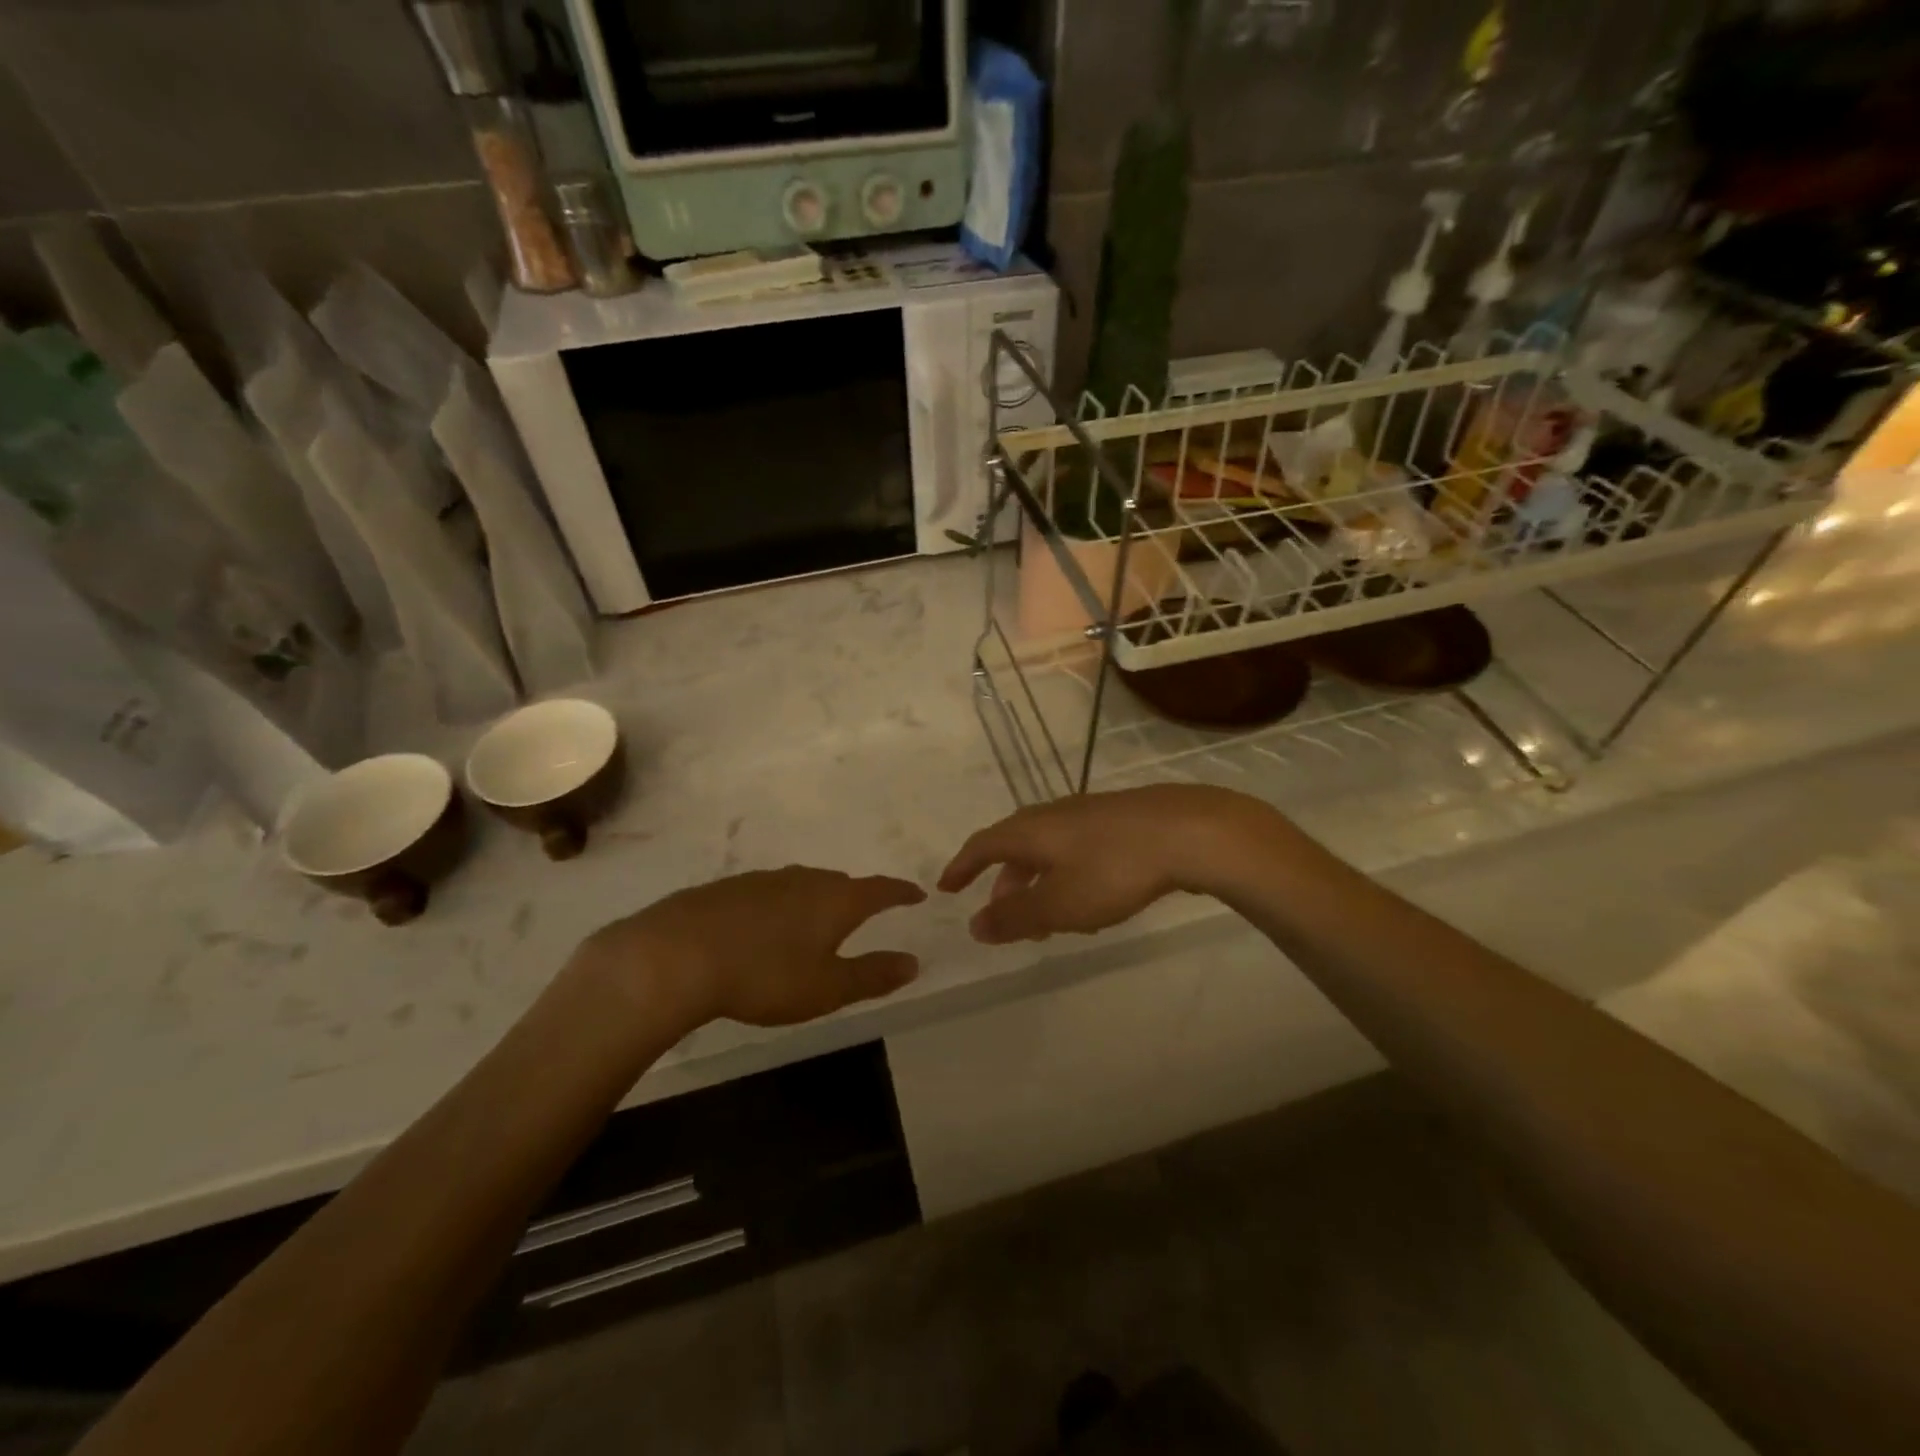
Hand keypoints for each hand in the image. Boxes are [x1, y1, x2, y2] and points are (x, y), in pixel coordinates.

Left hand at [573, 867, 926, 1030]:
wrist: (678, 954)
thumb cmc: (766, 975)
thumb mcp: (827, 987)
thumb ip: (872, 975)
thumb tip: (913, 962)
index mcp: (836, 900)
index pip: (880, 889)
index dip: (901, 892)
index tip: (917, 894)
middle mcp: (805, 879)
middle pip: (841, 883)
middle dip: (857, 896)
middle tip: (865, 912)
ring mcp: (764, 880)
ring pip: (803, 884)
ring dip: (817, 899)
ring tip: (816, 920)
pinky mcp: (730, 888)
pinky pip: (770, 892)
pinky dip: (781, 905)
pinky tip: (766, 926)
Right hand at [938, 786, 1282, 943]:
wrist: (1187, 830)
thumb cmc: (1113, 869)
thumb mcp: (1059, 904)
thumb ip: (1015, 916)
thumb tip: (975, 925)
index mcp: (1030, 831)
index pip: (982, 845)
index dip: (962, 866)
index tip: (947, 887)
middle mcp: (1053, 815)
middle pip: (1015, 846)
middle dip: (1006, 883)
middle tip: (1007, 918)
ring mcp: (1088, 814)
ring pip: (1049, 849)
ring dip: (1040, 883)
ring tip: (1052, 917)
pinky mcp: (1119, 820)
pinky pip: (1077, 848)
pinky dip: (1068, 874)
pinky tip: (1093, 897)